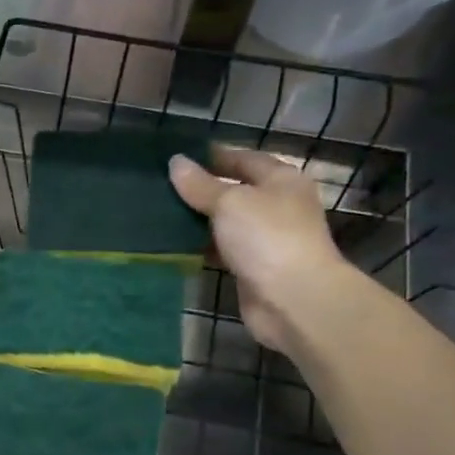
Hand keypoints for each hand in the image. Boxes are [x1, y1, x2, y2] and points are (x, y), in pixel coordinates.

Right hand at [168, 147, 354, 352]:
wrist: (293, 298)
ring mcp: (267, 239)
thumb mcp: (229, 202)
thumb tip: (176, 162)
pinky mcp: (254, 268)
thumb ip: (201, 184)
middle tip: (162, 187)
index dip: (214, 156)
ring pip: (227, 223)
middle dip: (202, 190)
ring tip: (161, 214)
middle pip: (235, 191)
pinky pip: (223, 250)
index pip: (244, 158)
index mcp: (281, 180)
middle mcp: (278, 206)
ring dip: (199, 221)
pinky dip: (203, 247)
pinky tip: (176, 245)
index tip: (178, 157)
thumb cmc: (266, 237)